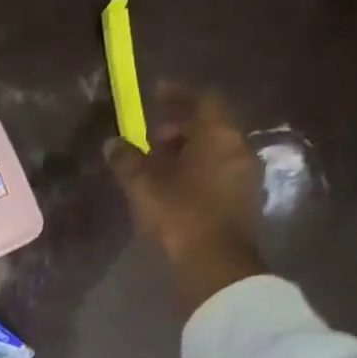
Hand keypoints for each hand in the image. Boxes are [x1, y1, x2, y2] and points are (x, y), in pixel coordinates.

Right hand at [104, 88, 266, 314]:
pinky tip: (172, 188)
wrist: (215, 265)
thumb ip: (126, 161)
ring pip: (213, 151)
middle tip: (150, 137)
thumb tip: (112, 144)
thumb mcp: (143, 186)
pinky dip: (195, 171)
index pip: (202, 100)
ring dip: (186, 151)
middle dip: (178, 127)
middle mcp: (238, 149)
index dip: (178, 94)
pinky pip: (217, 172)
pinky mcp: (242, 201)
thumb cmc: (179, 216)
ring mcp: (244, 176)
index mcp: (218, 136)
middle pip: (209, 126)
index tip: (156, 92)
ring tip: (155, 166)